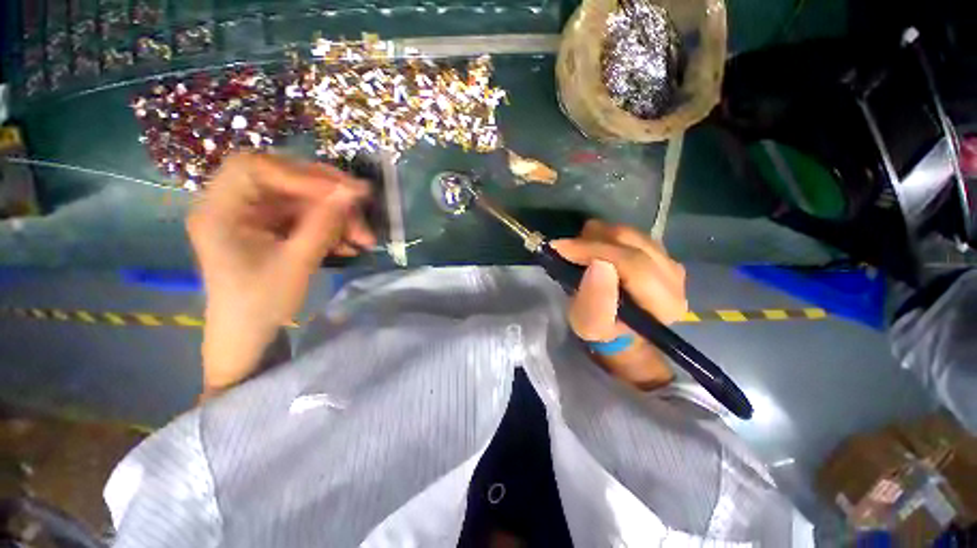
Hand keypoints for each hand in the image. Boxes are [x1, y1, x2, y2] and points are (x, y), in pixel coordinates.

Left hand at [187, 153, 373, 394]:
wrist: (249, 335)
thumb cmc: (261, 303)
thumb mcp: (297, 263)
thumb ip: (324, 224)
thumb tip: (353, 192)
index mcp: (220, 210)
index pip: (257, 169)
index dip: (302, 175)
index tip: (344, 192)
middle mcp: (233, 205)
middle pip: (284, 181)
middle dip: (328, 196)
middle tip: (361, 209)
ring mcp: (254, 216)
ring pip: (302, 200)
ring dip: (337, 217)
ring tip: (364, 239)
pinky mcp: (271, 228)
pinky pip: (306, 217)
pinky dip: (331, 228)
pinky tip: (350, 245)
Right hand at [552, 220, 686, 388]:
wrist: (621, 331)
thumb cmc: (603, 331)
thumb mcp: (591, 325)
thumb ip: (595, 300)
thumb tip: (598, 263)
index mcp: (664, 301)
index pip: (631, 262)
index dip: (593, 250)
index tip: (561, 248)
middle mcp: (675, 278)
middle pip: (632, 242)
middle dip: (593, 240)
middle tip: (567, 248)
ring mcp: (670, 262)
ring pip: (632, 234)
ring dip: (600, 236)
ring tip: (579, 248)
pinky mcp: (662, 254)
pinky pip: (632, 235)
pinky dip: (609, 237)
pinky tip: (596, 247)